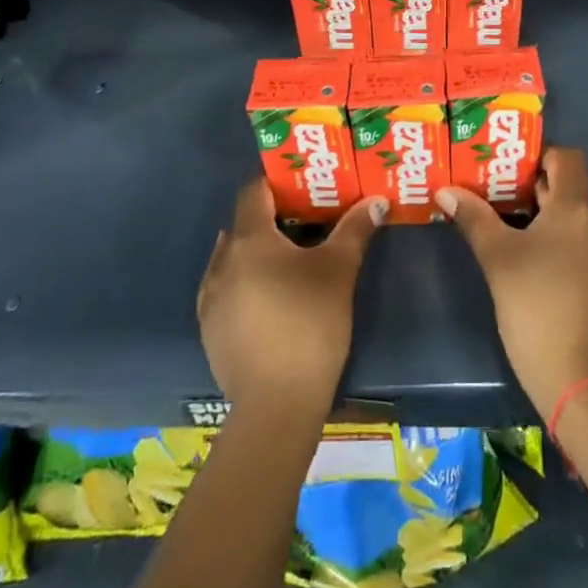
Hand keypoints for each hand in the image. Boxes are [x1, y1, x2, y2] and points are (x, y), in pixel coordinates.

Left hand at [197, 182, 386, 410]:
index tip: (302, 184)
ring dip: (255, 253)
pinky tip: (271, 300)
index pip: (253, 193)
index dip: (276, 184)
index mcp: (249, 240)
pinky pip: (226, 291)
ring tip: (289, 261)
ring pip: (232, 259)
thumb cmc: (310, 323)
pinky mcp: (210, 331)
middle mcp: (222, 262)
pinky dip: (245, 284)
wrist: (277, 403)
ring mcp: (210, 300)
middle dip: (271, 220)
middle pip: (243, 226)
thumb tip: (377, 200)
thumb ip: (355, 229)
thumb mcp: (339, 270)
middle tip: (306, 222)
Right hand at [437, 147, 587, 417]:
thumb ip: (474, 218)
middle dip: (542, 201)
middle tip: (508, 215)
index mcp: (577, 209)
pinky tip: (555, 286)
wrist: (583, 384)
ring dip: (560, 233)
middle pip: (573, 196)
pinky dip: (578, 259)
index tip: (516, 177)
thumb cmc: (534, 310)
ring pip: (585, 229)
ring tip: (529, 256)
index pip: (569, 159)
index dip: (543, 159)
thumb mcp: (498, 261)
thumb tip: (446, 190)